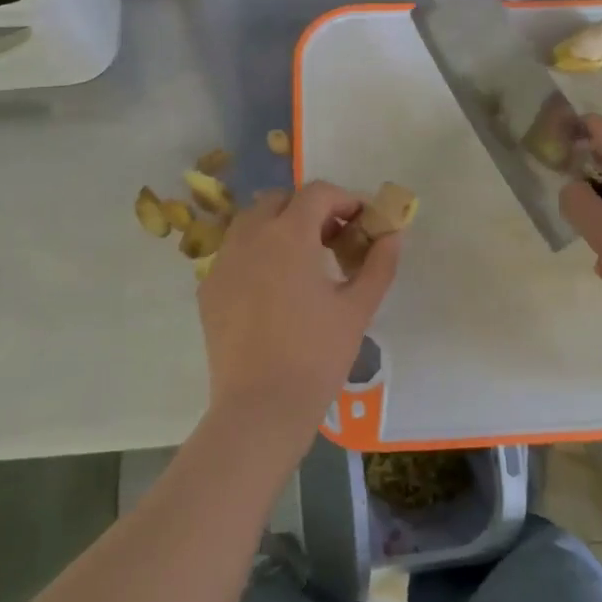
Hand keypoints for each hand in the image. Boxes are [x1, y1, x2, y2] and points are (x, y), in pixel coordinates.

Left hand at [197, 182, 401, 451]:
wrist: (260, 407)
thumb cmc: (317, 354)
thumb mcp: (358, 308)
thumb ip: (379, 264)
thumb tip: (393, 235)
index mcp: (289, 235)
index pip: (317, 193)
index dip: (344, 199)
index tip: (362, 221)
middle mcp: (250, 237)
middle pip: (280, 200)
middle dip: (310, 210)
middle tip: (334, 239)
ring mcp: (223, 261)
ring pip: (252, 222)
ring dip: (280, 227)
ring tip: (303, 261)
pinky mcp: (208, 288)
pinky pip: (235, 252)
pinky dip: (257, 253)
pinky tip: (274, 288)